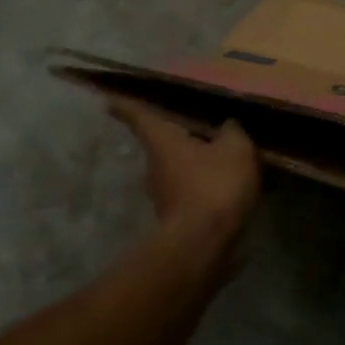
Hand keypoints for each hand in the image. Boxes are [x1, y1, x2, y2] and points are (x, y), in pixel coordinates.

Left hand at [108, 97, 260, 250]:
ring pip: (176, 169)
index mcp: (162, 140)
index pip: (138, 116)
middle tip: (198, 128)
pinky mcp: (174, 217)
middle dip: (177, 137)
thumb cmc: (213, 185)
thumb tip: (228, 125)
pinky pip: (189, 191)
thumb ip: (232, 132)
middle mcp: (154, 165)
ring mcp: (161, 195)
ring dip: (194, 163)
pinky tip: (225, 187)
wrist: (203, 244)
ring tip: (220, 158)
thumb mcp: (235, 149)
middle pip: (161, 144)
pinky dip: (203, 186)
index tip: (109, 100)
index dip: (125, 105)